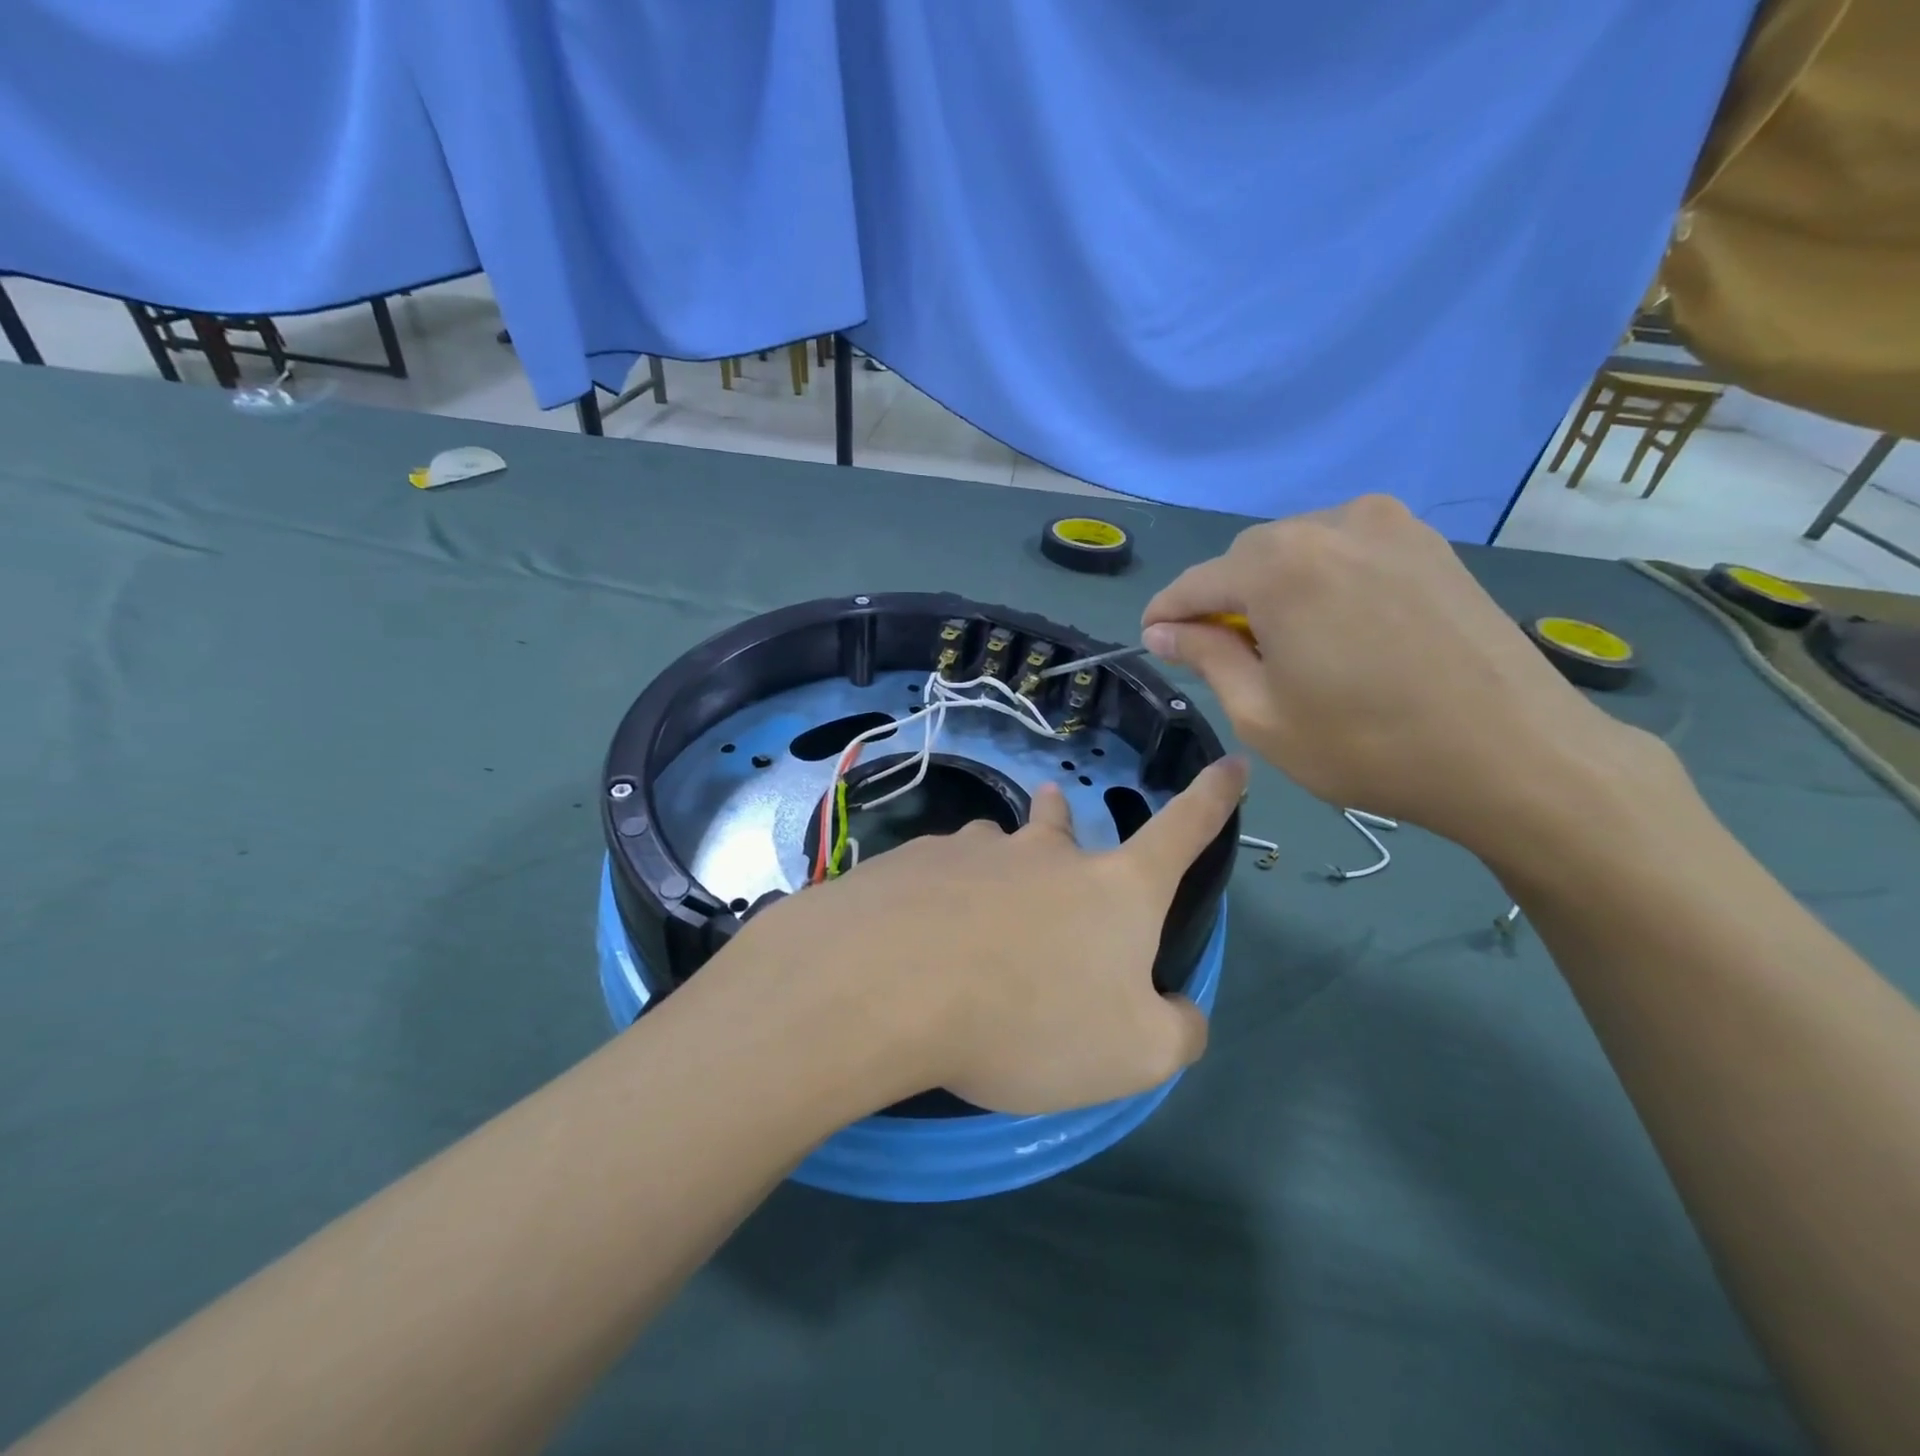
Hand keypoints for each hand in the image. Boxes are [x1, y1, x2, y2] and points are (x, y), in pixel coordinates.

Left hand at [725, 758, 1247, 1115]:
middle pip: (1064, 825)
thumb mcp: (1133, 1053)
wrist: (891, 986)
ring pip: (996, 847)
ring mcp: (975, 850)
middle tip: (1056, 817)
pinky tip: (921, 938)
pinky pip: (940, 874)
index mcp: (1114, 888)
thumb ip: (1175, 1030)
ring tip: (979, 913)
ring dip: (999, 866)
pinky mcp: (913, 863)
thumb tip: (1180, 1010)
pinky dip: (941, 897)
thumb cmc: (1030, 1018)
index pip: (1183, 831)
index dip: (1213, 798)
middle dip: (1064, 821)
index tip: (1231, 762)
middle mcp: (1046, 853)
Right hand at [1140, 495, 1650, 855]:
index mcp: (1279, 565)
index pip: (1196, 582)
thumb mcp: (1261, 714)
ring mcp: (1389, 525)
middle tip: (1228, 658)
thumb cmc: (1368, 745)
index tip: (1152, 641)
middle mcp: (1330, 524)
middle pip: (1248, 559)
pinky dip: (1323, 583)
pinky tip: (1338, 630)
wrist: (1516, 754)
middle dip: (1225, 602)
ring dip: (1275, 591)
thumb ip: (1206, 657)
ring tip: (1289, 648)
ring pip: (1298, 551)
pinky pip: (1346, 551)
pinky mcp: (1428, 543)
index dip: (1167, 614)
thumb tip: (1163, 630)